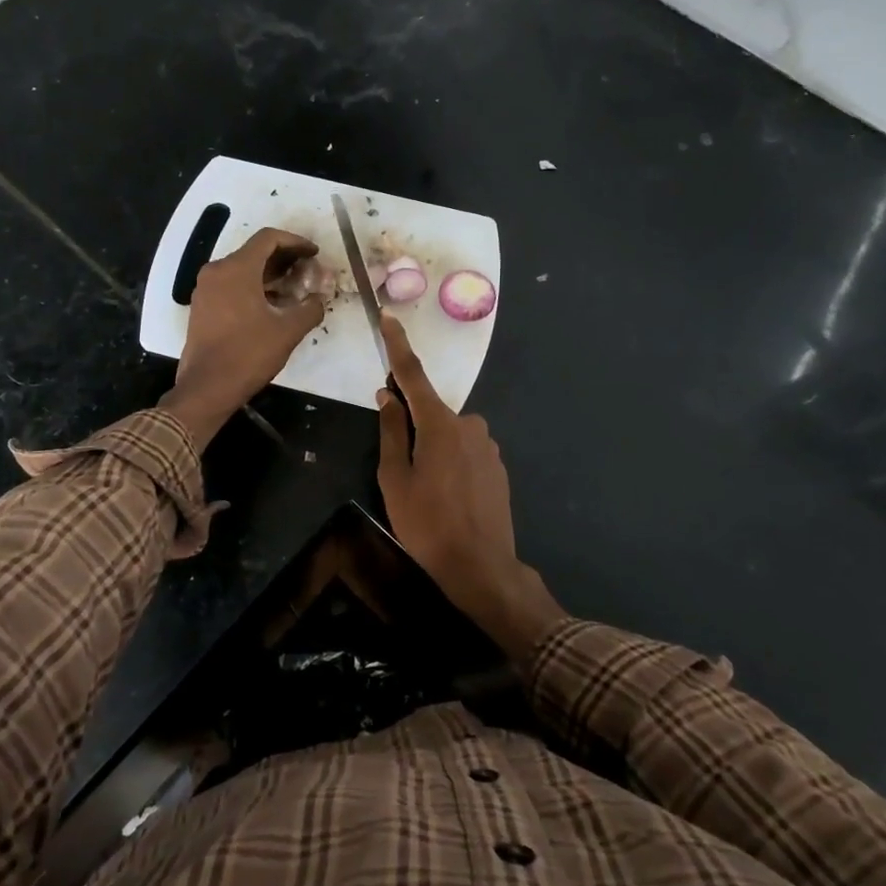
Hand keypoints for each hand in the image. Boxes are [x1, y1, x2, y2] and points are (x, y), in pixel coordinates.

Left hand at [162, 228, 325, 447]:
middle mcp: (217, 271)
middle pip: (254, 252)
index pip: (268, 238)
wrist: (207, 387)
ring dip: (269, 274)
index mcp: (237, 269)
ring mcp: (205, 289)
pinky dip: (253, 287)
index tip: (314, 253)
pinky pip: (231, 285)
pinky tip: (271, 305)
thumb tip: (318, 299)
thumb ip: (310, 309)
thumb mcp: (288, 331)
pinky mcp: (202, 306)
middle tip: (307, 271)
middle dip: (284, 259)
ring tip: (294, 289)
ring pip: (242, 269)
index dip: (295, 242)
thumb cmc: (248, 354)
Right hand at [375, 315, 565, 660]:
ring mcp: (488, 445)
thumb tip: (387, 396)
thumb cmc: (427, 524)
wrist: (482, 567)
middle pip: (430, 412)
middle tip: (402, 470)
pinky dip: (451, 463)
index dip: (398, 345)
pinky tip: (449, 497)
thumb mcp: (395, 479)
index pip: (413, 375)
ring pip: (448, 434)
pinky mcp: (498, 465)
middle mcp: (469, 425)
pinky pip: (465, 450)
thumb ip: (391, 431)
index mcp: (439, 424)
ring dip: (433, 450)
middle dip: (413, 428)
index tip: (389, 317)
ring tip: (427, 493)